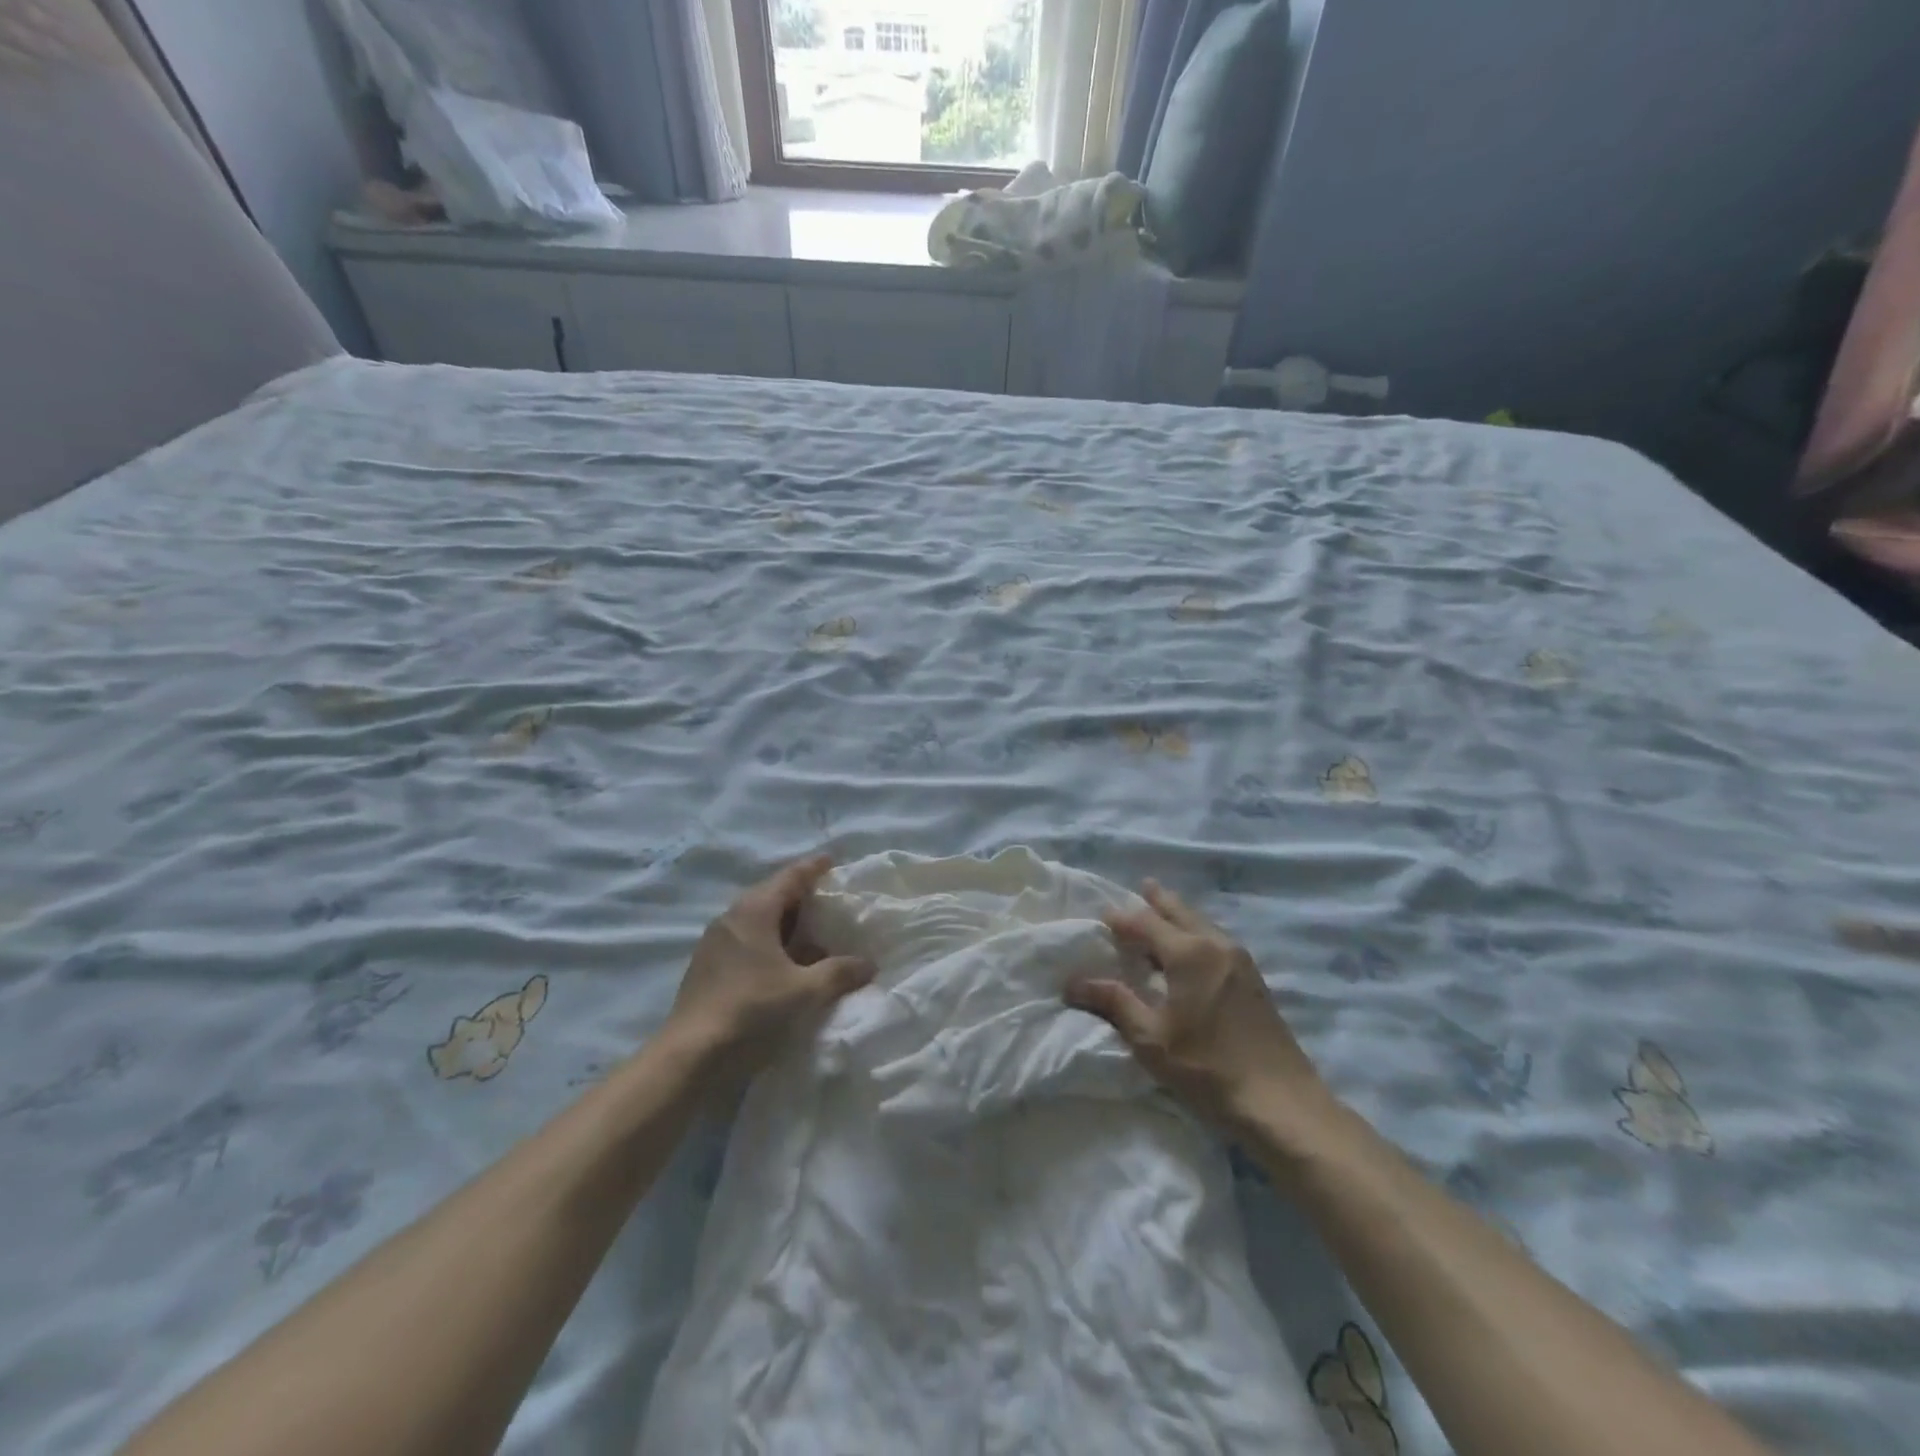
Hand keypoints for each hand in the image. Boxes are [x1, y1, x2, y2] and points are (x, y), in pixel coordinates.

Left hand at [667, 855, 874, 1073]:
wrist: (691, 1056)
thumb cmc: (751, 1010)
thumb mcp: (804, 992)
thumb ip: (839, 973)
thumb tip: (868, 964)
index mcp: (754, 910)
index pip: (790, 877)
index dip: (813, 868)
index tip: (832, 861)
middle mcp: (732, 918)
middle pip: (773, 896)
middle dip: (802, 897)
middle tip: (832, 901)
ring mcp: (716, 943)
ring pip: (760, 921)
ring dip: (787, 926)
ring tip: (816, 936)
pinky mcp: (709, 967)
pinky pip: (748, 941)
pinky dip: (772, 944)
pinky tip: (788, 965)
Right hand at [1065, 880, 1338, 1143]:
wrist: (1280, 1103)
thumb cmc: (1207, 1068)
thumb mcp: (1151, 1038)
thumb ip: (1114, 1002)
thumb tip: (1074, 982)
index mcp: (1189, 952)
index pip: (1145, 923)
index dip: (1121, 918)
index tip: (1101, 916)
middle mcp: (1216, 944)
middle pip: (1181, 912)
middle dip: (1158, 901)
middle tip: (1142, 886)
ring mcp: (1241, 960)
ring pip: (1202, 924)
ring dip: (1180, 916)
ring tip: (1163, 913)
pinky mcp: (1254, 979)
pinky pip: (1217, 940)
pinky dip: (1197, 933)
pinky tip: (1192, 949)